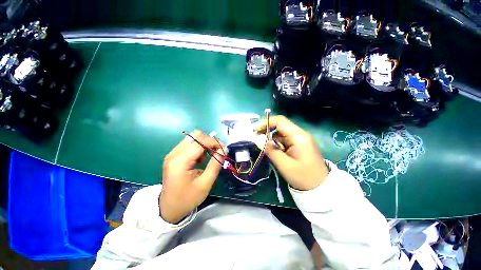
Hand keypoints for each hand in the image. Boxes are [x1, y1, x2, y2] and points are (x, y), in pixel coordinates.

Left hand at [159, 130, 224, 223]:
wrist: (168, 209)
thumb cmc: (187, 199)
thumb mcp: (205, 184)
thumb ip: (215, 164)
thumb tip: (224, 150)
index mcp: (180, 161)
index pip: (200, 142)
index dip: (214, 142)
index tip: (224, 149)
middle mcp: (174, 153)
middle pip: (195, 135)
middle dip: (209, 141)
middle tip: (217, 152)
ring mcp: (173, 153)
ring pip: (193, 138)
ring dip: (204, 144)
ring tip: (208, 157)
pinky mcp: (174, 155)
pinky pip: (189, 144)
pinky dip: (199, 148)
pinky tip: (200, 160)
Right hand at [257, 116, 328, 190]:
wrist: (319, 187)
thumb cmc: (302, 176)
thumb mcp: (284, 165)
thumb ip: (271, 151)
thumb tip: (261, 140)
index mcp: (298, 136)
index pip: (280, 122)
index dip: (266, 122)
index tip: (255, 129)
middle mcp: (299, 134)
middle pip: (280, 125)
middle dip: (267, 128)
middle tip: (256, 135)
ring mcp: (299, 139)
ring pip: (281, 132)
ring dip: (270, 135)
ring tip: (260, 142)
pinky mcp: (297, 144)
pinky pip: (283, 139)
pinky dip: (275, 141)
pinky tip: (270, 147)